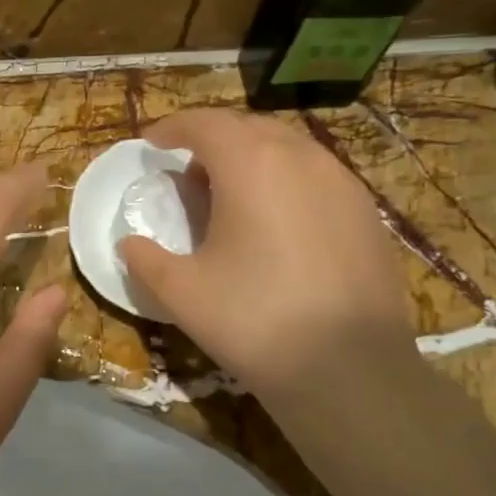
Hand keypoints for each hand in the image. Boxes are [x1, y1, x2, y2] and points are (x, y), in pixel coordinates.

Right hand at [117, 110, 414, 403]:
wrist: (351, 372)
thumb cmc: (255, 321)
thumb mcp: (182, 293)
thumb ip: (145, 260)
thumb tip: (129, 244)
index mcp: (251, 164)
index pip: (204, 124)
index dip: (172, 127)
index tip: (152, 142)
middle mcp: (300, 157)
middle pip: (246, 127)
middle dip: (210, 138)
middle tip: (186, 169)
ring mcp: (341, 181)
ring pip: (286, 147)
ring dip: (250, 156)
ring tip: (229, 192)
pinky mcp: (366, 211)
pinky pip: (315, 174)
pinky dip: (284, 179)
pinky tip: (276, 220)